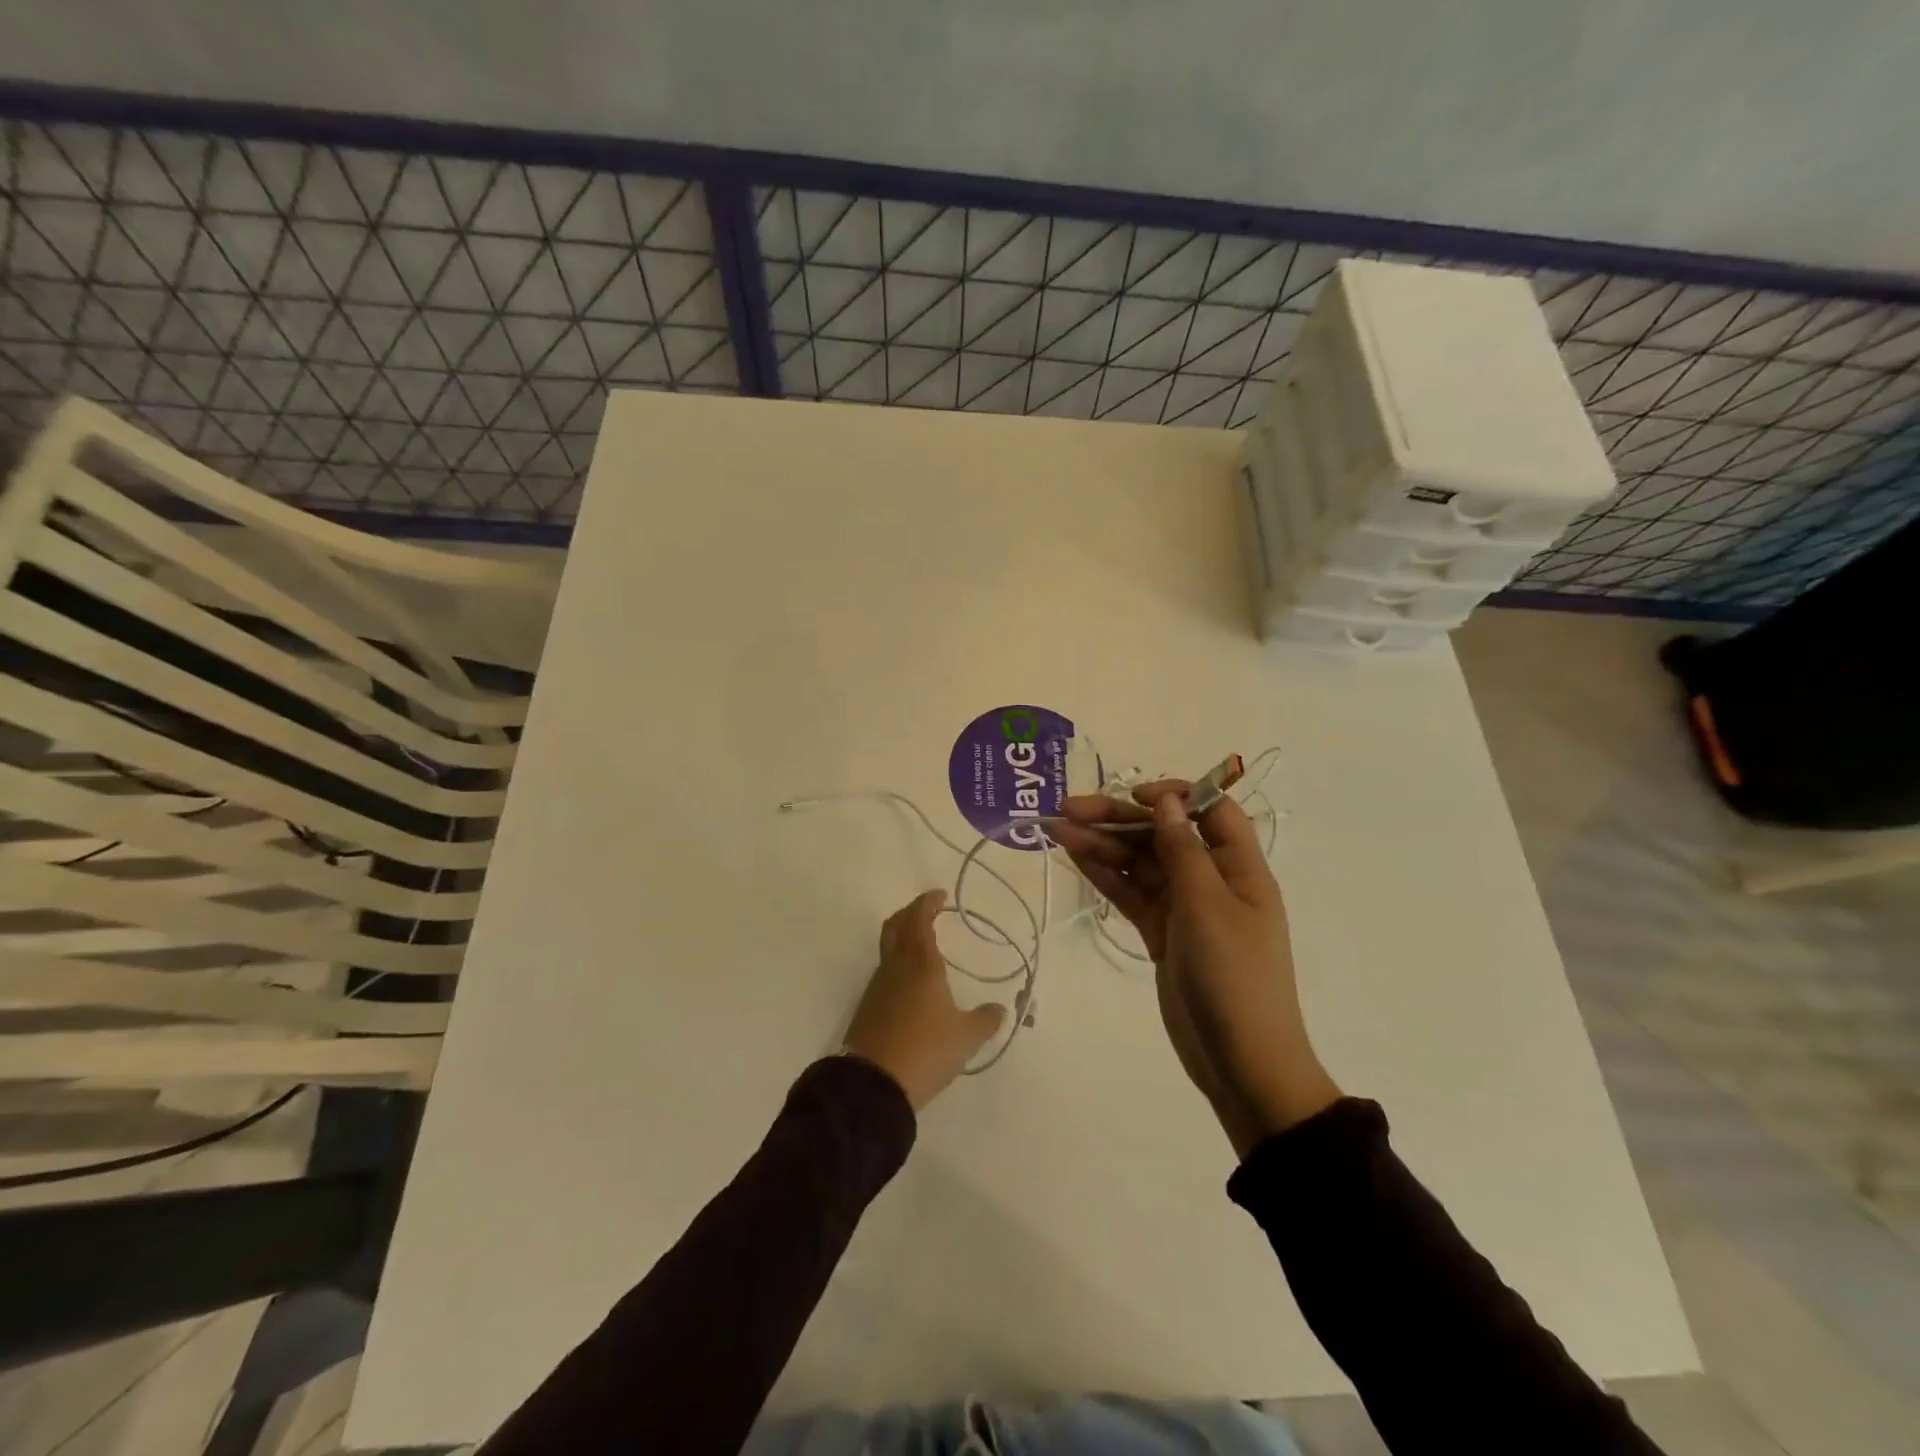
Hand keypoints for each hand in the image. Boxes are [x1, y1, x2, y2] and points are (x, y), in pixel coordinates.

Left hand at [843, 890, 1007, 1110]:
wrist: (873, 1084)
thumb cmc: (925, 1050)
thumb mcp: (966, 1038)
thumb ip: (985, 1020)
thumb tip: (999, 1009)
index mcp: (921, 964)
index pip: (919, 919)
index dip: (927, 903)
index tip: (939, 896)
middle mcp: (895, 967)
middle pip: (895, 926)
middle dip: (910, 913)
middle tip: (927, 912)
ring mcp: (877, 987)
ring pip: (887, 949)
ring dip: (902, 939)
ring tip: (923, 947)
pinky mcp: (868, 1007)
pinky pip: (884, 973)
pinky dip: (897, 965)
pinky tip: (911, 984)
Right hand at [1052, 783, 1341, 1156]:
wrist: (1241, 1062)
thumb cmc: (1234, 976)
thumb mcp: (1208, 906)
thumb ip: (1182, 850)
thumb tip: (1166, 802)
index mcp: (1239, 867)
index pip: (1211, 811)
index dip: (1175, 796)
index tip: (1134, 796)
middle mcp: (1211, 880)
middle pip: (1163, 835)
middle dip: (1119, 818)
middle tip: (1069, 808)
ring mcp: (1184, 908)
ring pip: (1140, 863)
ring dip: (1102, 844)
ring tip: (1057, 829)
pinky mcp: (1161, 934)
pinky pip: (1131, 893)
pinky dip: (1105, 875)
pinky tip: (1075, 857)